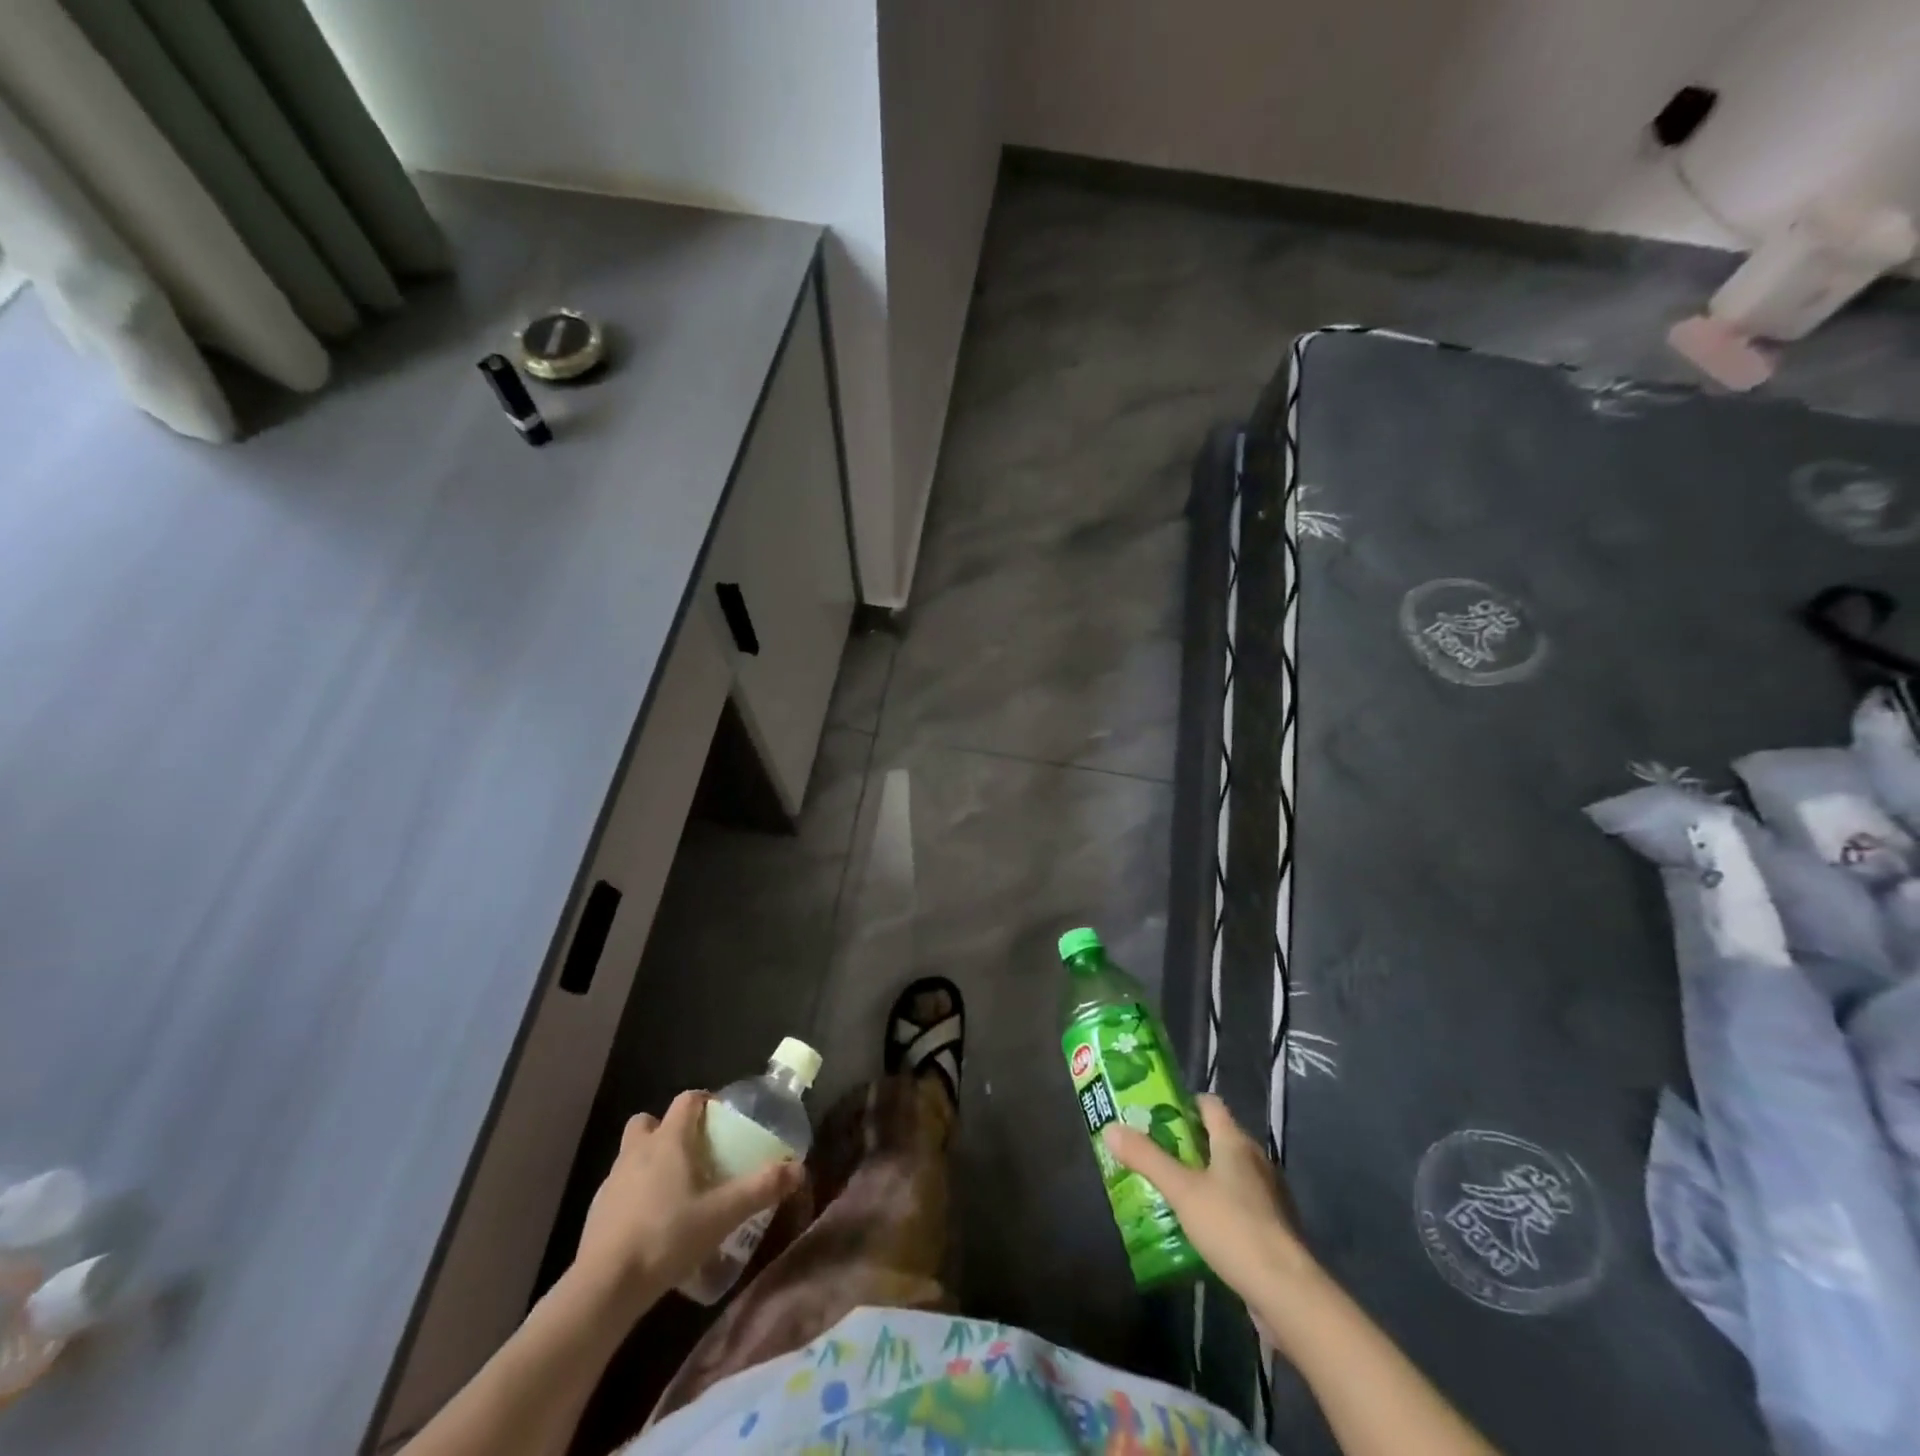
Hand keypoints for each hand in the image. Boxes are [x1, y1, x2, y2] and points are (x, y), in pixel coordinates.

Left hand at [573, 1091, 802, 1307]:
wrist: (604, 1288)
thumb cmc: (667, 1237)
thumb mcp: (723, 1214)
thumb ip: (761, 1188)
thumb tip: (798, 1169)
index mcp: (669, 1141)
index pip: (687, 1100)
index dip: (705, 1102)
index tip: (722, 1119)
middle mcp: (638, 1151)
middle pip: (650, 1121)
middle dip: (669, 1129)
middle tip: (693, 1152)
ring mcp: (612, 1181)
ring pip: (632, 1153)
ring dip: (651, 1161)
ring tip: (675, 1190)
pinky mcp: (597, 1212)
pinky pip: (621, 1187)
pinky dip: (636, 1193)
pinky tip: (652, 1223)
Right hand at [1104, 1094, 1313, 1298]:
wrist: (1286, 1292)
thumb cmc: (1232, 1226)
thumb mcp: (1180, 1190)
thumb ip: (1146, 1158)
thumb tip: (1110, 1127)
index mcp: (1234, 1141)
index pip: (1209, 1105)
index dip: (1185, 1104)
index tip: (1157, 1113)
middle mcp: (1255, 1160)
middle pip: (1219, 1137)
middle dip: (1188, 1142)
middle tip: (1155, 1151)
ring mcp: (1268, 1195)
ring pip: (1230, 1172)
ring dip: (1204, 1176)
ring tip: (1171, 1188)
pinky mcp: (1273, 1228)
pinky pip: (1240, 1203)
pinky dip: (1220, 1205)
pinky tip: (1200, 1225)